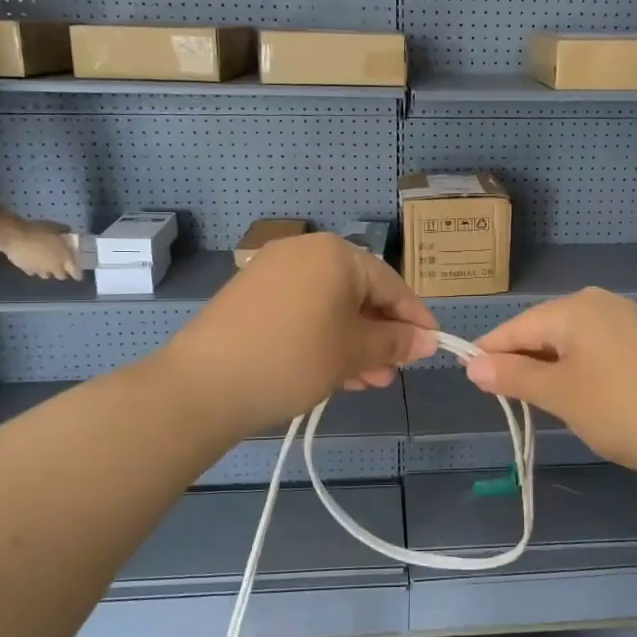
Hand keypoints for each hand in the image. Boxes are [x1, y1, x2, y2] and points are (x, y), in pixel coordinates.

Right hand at [0, 219, 80, 279]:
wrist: (15, 237)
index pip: (75, 272)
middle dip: (62, 273)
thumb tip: (68, 230)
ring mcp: (39, 270)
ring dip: (48, 272)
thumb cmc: (39, 231)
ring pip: (46, 276)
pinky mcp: (26, 270)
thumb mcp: (56, 227)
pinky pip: (32, 272)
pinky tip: (32, 263)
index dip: (78, 275)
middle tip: (61, 267)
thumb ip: (64, 231)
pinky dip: (34, 269)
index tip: (79, 276)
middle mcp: (54, 267)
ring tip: (46, 265)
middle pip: (61, 276)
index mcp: (65, 258)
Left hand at [161, 233, 436, 437]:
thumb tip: (428, 340)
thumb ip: (395, 343)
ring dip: (354, 342)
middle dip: (380, 335)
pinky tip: (335, 372)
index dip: (415, 318)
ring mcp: (274, 272)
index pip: (391, 284)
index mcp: (335, 254)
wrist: (204, 384)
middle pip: (359, 293)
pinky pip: (303, 312)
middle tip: (394, 372)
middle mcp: (305, 252)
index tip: (432, 347)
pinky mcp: (252, 296)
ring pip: (330, 306)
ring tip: (368, 381)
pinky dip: (323, 338)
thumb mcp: (353, 352)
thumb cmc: (293, 358)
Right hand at [462, 288, 636, 486]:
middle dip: (524, 362)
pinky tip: (588, 397)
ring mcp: (630, 319)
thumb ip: (513, 376)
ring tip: (549, 403)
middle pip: (545, 330)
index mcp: (574, 308)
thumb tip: (472, 364)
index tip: (473, 382)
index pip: (516, 328)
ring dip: (554, 368)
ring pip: (573, 341)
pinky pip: (600, 348)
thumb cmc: (622, 409)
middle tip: (512, 401)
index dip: (490, 354)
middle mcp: (601, 302)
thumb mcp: (559, 395)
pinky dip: (583, 369)